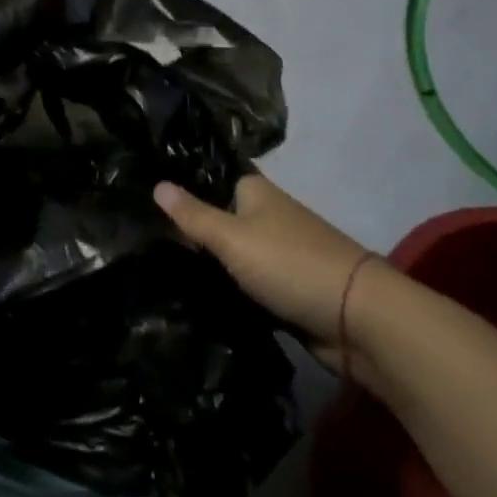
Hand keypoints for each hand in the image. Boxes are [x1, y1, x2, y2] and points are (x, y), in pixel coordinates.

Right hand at [154, 174, 376, 368]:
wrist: (357, 319)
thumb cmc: (290, 263)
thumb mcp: (232, 237)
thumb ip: (194, 215)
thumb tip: (157, 183)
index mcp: (254, 191)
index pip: (209, 177)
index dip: (180, 183)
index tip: (141, 190)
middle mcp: (265, 215)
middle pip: (217, 215)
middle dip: (186, 226)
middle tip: (138, 233)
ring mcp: (276, 253)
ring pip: (229, 252)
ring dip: (204, 260)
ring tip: (152, 262)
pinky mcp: (283, 288)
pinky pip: (243, 281)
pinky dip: (224, 286)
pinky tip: (190, 292)